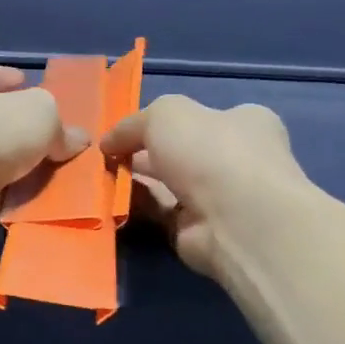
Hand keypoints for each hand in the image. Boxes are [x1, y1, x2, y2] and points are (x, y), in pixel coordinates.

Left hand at [0, 63, 88, 242]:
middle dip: (23, 128)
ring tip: (56, 169)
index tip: (33, 89)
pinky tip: (39, 193)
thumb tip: (75, 140)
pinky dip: (14, 189)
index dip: (14, 81)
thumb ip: (61, 125)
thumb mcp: (42, 112)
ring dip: (21, 163)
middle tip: (57, 137)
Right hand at [100, 96, 315, 282]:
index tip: (126, 130)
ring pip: (166, 184)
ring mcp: (220, 198)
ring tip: (99, 177)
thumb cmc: (210, 152)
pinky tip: (110, 200)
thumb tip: (110, 143)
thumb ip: (134, 123)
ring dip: (134, 181)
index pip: (201, 117)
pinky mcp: (199, 230)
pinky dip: (135, 207)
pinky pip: (159, 213)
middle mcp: (237, 159)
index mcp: (245, 123)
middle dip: (142, 153)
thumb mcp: (166, 113)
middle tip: (106, 156)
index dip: (162, 121)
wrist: (235, 220)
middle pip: (179, 152)